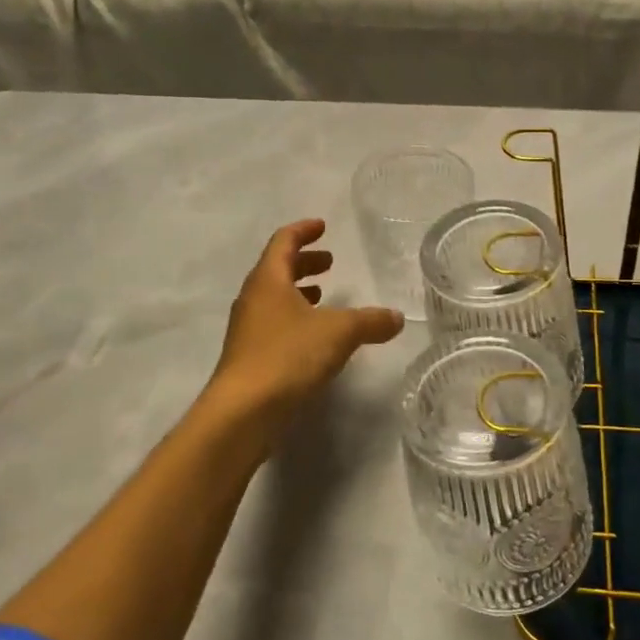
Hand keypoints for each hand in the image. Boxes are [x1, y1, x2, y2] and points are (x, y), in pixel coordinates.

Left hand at [207, 219, 404, 428]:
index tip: (323, 226)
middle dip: (304, 262)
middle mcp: (252, 299)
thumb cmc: (287, 356)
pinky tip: (313, 338)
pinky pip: (273, 324)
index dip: (303, 231)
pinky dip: (294, 319)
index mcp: (268, 280)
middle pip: (276, 269)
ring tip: (323, 296)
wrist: (242, 412)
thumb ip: (370, 321)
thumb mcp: (339, 333)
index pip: (283, 242)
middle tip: (329, 262)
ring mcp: (247, 330)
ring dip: (298, 292)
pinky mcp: (248, 358)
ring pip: (274, 299)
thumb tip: (397, 318)